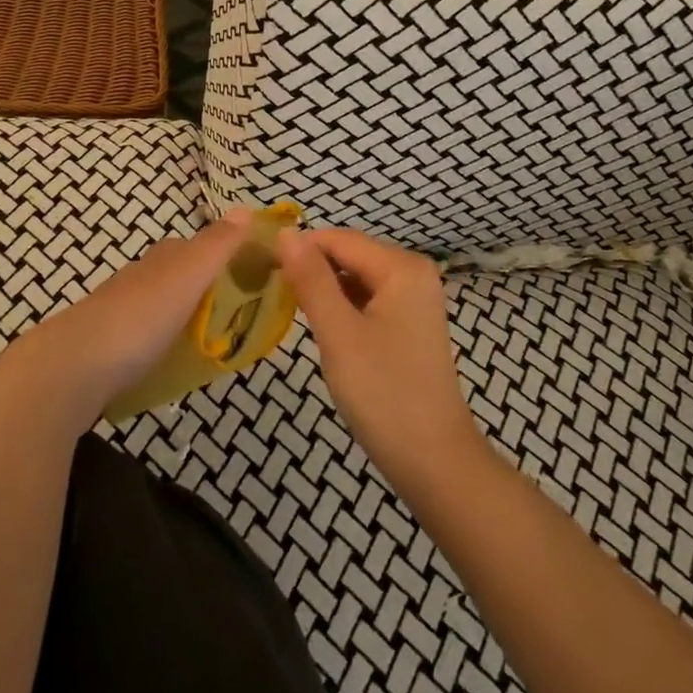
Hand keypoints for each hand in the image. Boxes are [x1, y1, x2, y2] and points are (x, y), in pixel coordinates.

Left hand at [0, 210, 250, 432]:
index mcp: (161, 259)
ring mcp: (117, 312)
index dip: (221, 255)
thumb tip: (246, 208)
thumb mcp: (189, 275)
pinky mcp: (104, 346)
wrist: (72, 367)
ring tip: (206, 341)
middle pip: (175, 275)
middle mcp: (138, 277)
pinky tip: (167, 359)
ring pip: (157, 305)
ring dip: (179, 315)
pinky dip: (158, 341)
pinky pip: (141, 336)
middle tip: (233, 314)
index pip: (195, 246)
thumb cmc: (140, 317)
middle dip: (202, 287)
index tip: (248, 275)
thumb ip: (218, 245)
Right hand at [278, 227, 484, 499]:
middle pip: (349, 255)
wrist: (433, 460)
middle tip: (272, 294)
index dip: (298, 249)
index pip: (338, 239)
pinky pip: (367, 299)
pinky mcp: (409, 323)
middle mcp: (413, 272)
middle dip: (311, 269)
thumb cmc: (384, 393)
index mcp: (401, 266)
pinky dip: (342, 307)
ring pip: (355, 277)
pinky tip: (323, 328)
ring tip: (290, 310)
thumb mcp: (339, 333)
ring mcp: (414, 298)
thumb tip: (286, 232)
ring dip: (324, 289)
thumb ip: (311, 279)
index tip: (259, 268)